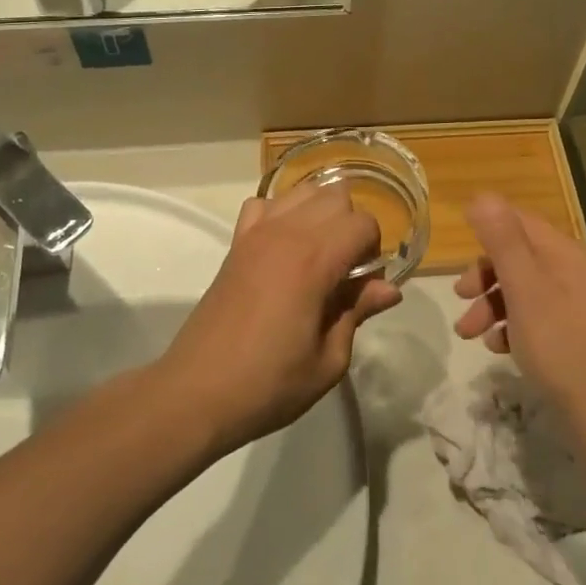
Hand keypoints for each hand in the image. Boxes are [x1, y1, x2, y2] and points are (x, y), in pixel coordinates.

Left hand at [159, 182, 399, 452]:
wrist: (197, 393)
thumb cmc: (269, 384)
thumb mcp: (327, 361)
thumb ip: (358, 312)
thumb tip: (388, 288)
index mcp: (314, 260)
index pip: (363, 223)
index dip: (374, 251)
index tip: (364, 286)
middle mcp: (286, 233)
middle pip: (336, 196)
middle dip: (351, 227)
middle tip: (346, 272)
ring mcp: (256, 233)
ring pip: (303, 191)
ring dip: (320, 213)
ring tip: (318, 256)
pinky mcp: (236, 243)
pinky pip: (264, 203)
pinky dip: (281, 214)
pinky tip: (283, 248)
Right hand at [452, 194, 585, 442]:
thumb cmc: (560, 345)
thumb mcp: (524, 288)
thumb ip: (502, 240)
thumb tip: (482, 195)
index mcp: (569, 253)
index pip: (520, 222)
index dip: (487, 231)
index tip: (457, 255)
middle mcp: (578, 271)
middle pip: (520, 257)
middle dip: (485, 276)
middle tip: (460, 298)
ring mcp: (581, 304)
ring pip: (524, 289)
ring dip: (493, 305)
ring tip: (471, 335)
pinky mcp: (578, 334)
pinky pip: (537, 316)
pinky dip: (513, 326)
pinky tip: (499, 349)